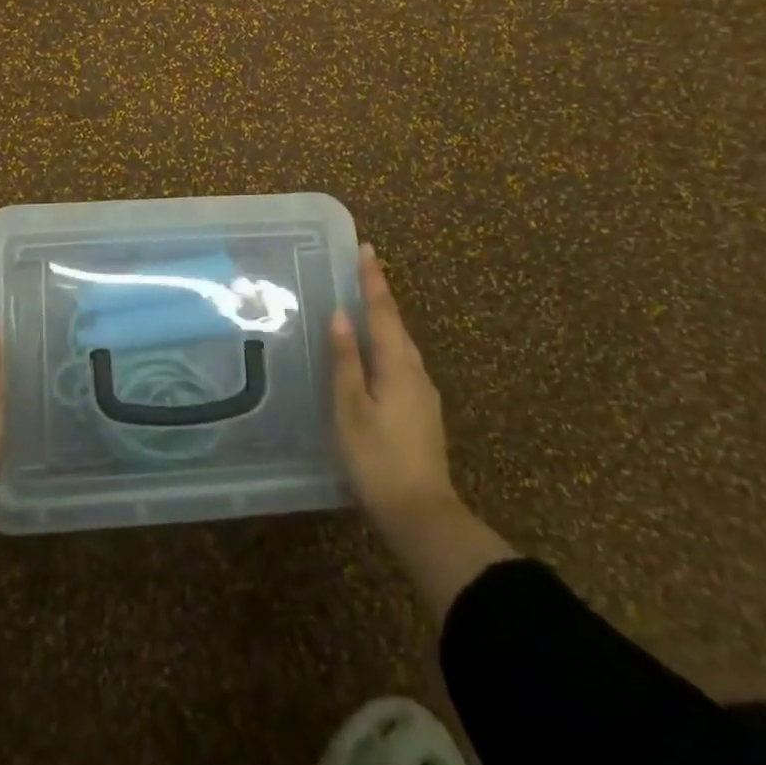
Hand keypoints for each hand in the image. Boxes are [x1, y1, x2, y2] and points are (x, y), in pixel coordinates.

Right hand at [331, 243, 462, 539]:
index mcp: (398, 366)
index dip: (373, 281)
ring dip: (385, 321)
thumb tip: (342, 315)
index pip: (383, 312)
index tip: (367, 249)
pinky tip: (375, 355)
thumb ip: (346, 360)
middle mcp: (416, 372)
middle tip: (364, 270)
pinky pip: (402, 364)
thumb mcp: (351, 408)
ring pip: (402, 346)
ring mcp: (423, 394)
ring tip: (367, 305)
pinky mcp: (422, 413)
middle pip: (397, 325)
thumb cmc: (377, 458)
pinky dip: (387, 346)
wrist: (421, 515)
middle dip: (380, 296)